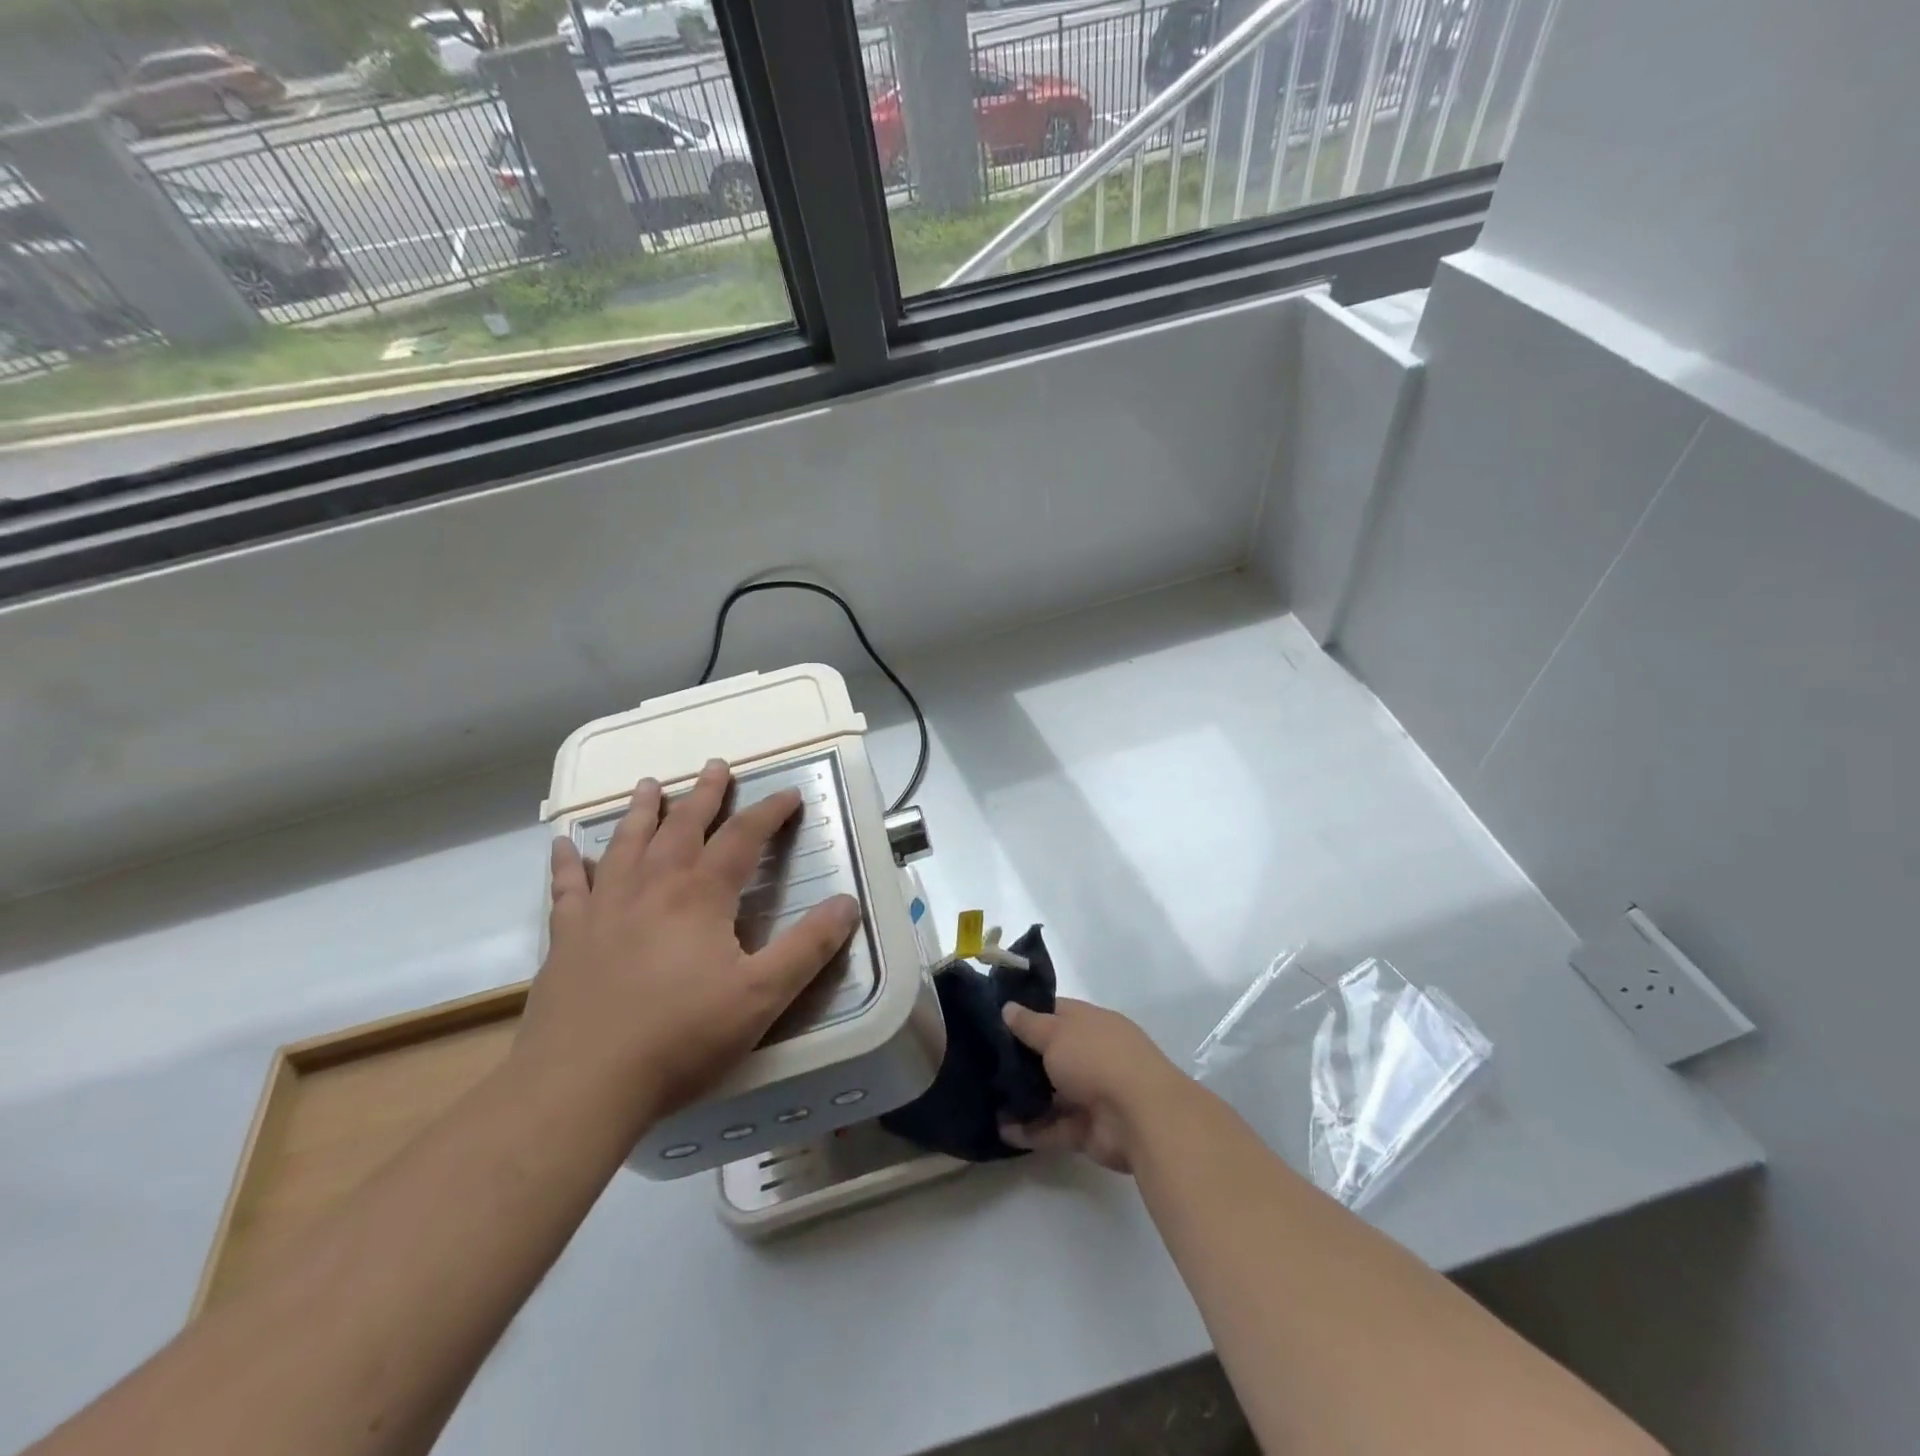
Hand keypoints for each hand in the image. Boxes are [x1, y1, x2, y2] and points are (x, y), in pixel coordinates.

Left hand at [517, 758, 861, 1131]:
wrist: (581, 1085)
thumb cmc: (681, 1038)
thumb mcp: (762, 995)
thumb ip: (808, 947)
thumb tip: (848, 903)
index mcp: (700, 896)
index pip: (742, 838)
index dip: (769, 812)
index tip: (789, 794)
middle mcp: (652, 887)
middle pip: (682, 827)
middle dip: (704, 795)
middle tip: (715, 766)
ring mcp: (604, 909)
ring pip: (626, 844)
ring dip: (641, 812)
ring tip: (648, 785)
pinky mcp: (567, 938)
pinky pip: (567, 887)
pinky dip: (567, 862)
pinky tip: (563, 846)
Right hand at [998, 998, 1190, 1173]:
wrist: (1141, 1117)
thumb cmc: (1096, 1058)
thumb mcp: (1056, 1033)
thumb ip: (1029, 1024)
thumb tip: (1008, 1008)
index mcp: (1091, 1024)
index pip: (1056, 1012)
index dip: (1028, 1014)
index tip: (996, 1020)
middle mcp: (1092, 1055)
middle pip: (1051, 1054)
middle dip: (1021, 1060)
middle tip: (984, 1062)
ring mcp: (1092, 1094)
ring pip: (1051, 1094)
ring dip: (1023, 1098)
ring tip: (987, 1099)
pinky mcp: (1088, 1130)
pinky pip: (1054, 1128)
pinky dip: (1031, 1131)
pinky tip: (1001, 1131)